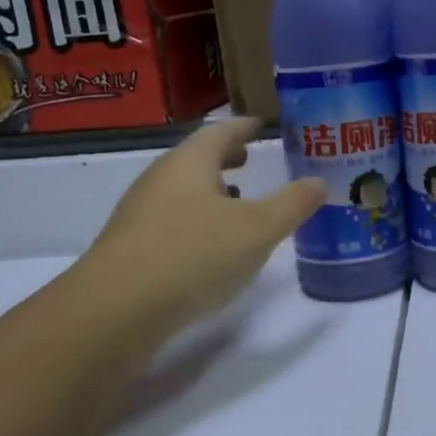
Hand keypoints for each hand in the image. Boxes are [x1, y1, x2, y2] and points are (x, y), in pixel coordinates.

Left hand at [81, 117, 325, 330]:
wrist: (115, 311)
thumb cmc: (193, 255)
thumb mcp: (258, 230)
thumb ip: (292, 204)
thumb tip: (320, 182)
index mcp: (189, 163)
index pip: (220, 131)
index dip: (244, 127)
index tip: (261, 125)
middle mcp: (160, 180)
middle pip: (195, 158)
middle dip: (225, 157)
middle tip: (250, 159)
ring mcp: (140, 214)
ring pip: (182, 190)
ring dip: (210, 190)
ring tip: (238, 202)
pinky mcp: (130, 247)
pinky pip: (171, 219)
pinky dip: (196, 219)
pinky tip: (210, 245)